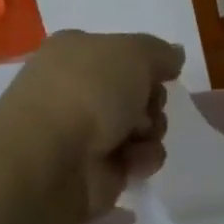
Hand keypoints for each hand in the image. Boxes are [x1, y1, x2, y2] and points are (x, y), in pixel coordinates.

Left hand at [0, 31, 184, 216]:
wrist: (49, 160)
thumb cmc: (88, 92)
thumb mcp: (135, 52)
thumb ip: (161, 52)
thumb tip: (174, 56)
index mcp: (74, 53)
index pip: (120, 53)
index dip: (145, 63)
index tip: (158, 74)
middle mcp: (76, 90)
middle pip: (137, 92)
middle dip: (152, 101)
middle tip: (146, 108)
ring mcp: (84, 133)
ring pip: (141, 127)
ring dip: (152, 131)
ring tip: (139, 137)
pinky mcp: (95, 171)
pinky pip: (136, 160)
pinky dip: (142, 159)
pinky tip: (133, 162)